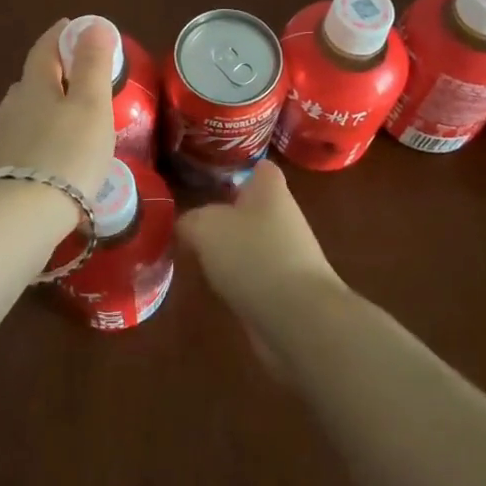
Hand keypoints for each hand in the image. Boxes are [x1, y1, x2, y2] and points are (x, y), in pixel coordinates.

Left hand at [0, 17, 117, 199]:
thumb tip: (92, 23)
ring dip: (43, 109)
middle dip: (51, 73)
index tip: (71, 26)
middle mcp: (13, 109)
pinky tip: (51, 158)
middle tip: (73, 75)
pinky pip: (23, 145)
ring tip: (65, 117)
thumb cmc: (66, 153)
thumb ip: (92, 65)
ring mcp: (3, 143)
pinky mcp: (1, 175)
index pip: (44, 50)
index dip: (59, 36)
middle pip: (31, 82)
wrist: (18, 217)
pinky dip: (39, 141)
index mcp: (35, 86)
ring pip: (23, 114)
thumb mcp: (90, 105)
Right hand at [176, 161, 344, 334]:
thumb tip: (187, 225)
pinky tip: (216, 288)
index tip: (209, 179)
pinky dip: (238, 280)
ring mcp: (288, 255)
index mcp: (270, 189)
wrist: (298, 318)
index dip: (237, 169)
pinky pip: (255, 275)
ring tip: (196, 256)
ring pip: (252, 242)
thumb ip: (190, 220)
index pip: (259, 167)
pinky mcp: (287, 289)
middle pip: (252, 207)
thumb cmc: (253, 255)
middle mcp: (283, 216)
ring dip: (229, 250)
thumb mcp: (205, 227)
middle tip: (191, 222)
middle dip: (225, 214)